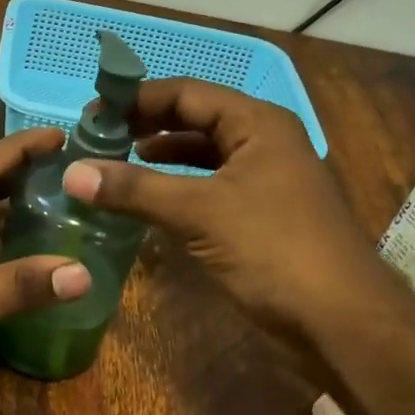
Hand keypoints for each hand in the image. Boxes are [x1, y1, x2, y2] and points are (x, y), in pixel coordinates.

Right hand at [60, 78, 392, 339]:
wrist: (341, 321)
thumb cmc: (273, 249)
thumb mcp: (199, 212)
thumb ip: (134, 189)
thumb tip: (73, 172)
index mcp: (257, 124)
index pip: (186, 93)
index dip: (137, 99)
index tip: (92, 113)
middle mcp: (264, 142)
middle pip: (195, 120)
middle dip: (146, 126)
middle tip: (99, 138)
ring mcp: (265, 180)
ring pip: (203, 156)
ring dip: (161, 158)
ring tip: (116, 164)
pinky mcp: (262, 215)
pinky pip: (210, 188)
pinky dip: (178, 188)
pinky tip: (150, 201)